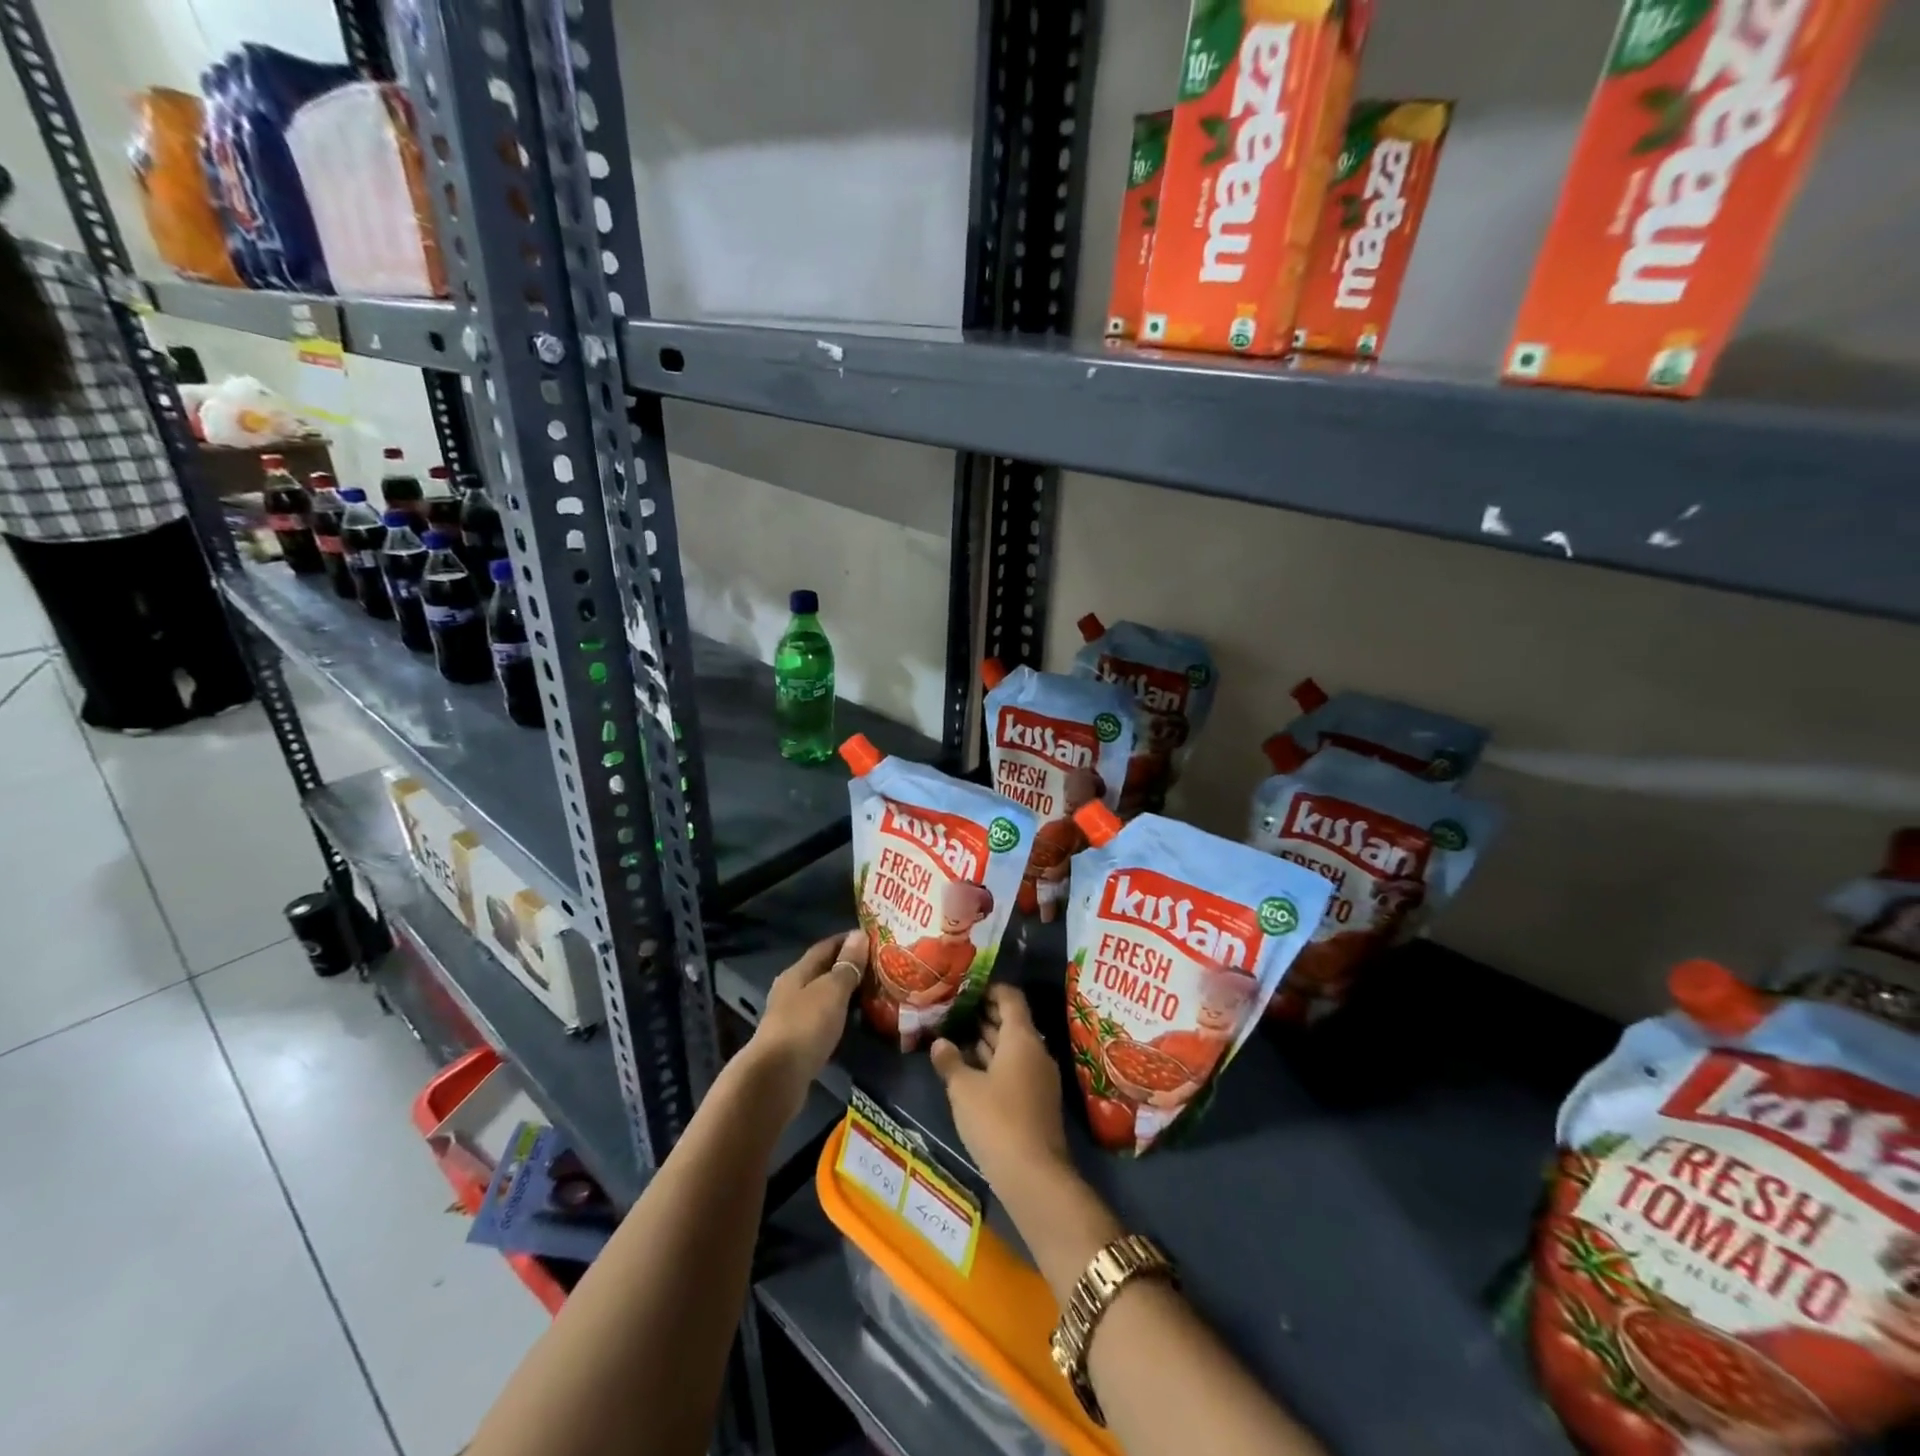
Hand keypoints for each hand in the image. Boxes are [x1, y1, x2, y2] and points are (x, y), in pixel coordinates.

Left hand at [748, 930, 863, 1107]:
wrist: (775, 1078)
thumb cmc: (805, 1026)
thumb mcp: (831, 991)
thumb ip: (847, 965)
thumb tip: (859, 935)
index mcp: (797, 972)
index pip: (825, 947)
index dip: (848, 940)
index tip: (873, 938)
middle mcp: (791, 991)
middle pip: (822, 971)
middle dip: (849, 967)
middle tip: (880, 967)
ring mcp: (792, 1018)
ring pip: (823, 997)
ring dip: (845, 994)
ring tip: (873, 993)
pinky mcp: (796, 1043)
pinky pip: (822, 1020)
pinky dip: (839, 1016)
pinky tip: (854, 1021)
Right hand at [930, 985, 1069, 1193]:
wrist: (1034, 1176)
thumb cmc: (996, 1120)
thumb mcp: (963, 1089)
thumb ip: (950, 1061)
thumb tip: (939, 1042)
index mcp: (1022, 1038)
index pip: (1010, 998)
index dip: (990, 989)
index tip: (966, 988)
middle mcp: (1036, 1051)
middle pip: (1012, 1022)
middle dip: (984, 1015)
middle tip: (954, 1011)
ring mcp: (1040, 1077)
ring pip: (1013, 1048)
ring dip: (988, 1041)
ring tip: (956, 1035)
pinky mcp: (1037, 1100)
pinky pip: (1015, 1068)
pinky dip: (995, 1063)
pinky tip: (971, 1071)